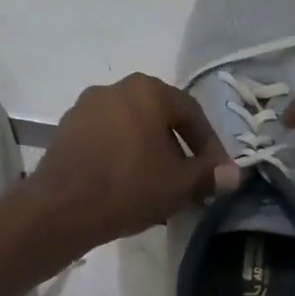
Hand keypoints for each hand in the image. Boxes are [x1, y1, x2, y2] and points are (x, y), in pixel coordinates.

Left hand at [31, 74, 240, 250]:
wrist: (60, 207)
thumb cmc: (128, 188)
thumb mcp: (178, 185)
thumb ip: (209, 175)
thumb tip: (234, 174)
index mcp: (147, 91)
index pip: (191, 113)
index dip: (209, 145)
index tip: (216, 172)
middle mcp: (115, 88)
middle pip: (158, 118)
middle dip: (177, 149)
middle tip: (187, 180)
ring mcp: (85, 107)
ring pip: (130, 129)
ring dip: (148, 154)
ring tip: (157, 187)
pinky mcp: (65, 129)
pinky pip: (105, 139)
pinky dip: (121, 156)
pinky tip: (126, 186)